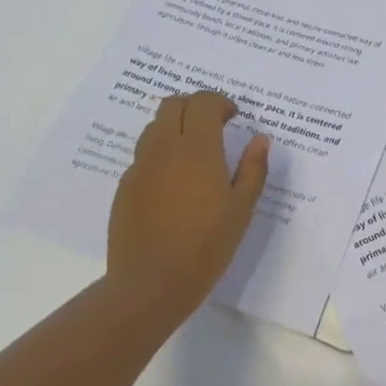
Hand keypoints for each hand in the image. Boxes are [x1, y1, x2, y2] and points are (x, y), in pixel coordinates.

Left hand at [106, 91, 269, 331]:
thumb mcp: (241, 208)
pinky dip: (161, 153)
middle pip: (172, 104)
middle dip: (195, 106)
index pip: (202, 102)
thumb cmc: (206, 245)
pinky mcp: (125, 186)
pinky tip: (174, 183)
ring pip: (154, 126)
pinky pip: (143, 155)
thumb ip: (253, 168)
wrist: (150, 284)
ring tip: (194, 152)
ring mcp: (140, 167)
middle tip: (214, 126)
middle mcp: (164, 148)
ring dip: (175, 126)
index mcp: (197, 148)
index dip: (220, 102)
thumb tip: (260, 139)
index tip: (234, 117)